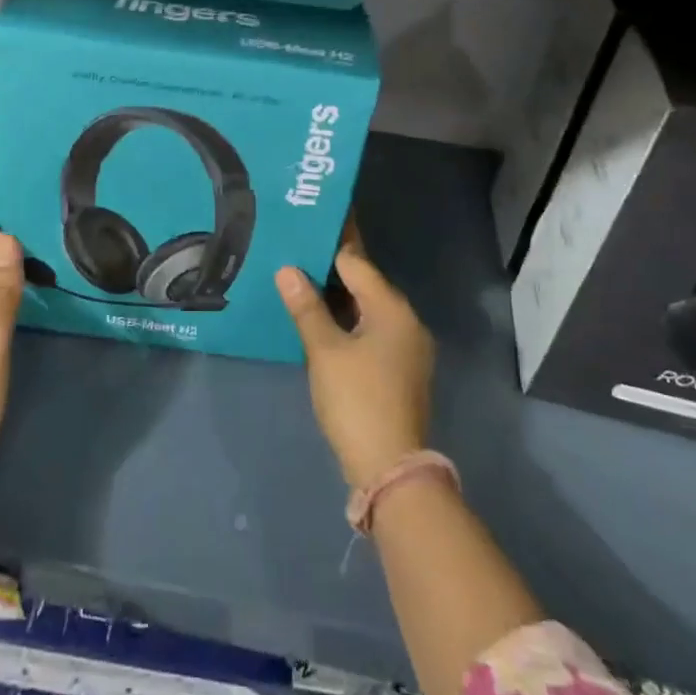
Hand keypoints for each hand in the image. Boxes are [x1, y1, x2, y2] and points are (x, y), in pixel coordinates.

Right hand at [276, 226, 434, 490]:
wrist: (390, 467)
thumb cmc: (356, 400)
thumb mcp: (324, 351)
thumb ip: (306, 307)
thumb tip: (287, 269)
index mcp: (392, 308)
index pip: (357, 263)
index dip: (329, 245)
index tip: (305, 228)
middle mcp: (407, 321)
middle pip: (366, 283)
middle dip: (332, 270)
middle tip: (296, 253)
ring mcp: (408, 347)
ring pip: (369, 308)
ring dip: (340, 297)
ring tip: (303, 281)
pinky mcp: (402, 369)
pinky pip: (373, 330)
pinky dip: (350, 320)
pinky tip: (323, 320)